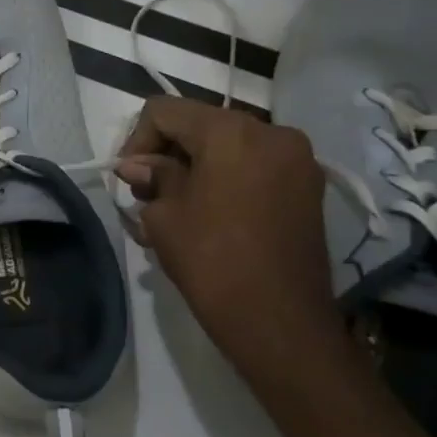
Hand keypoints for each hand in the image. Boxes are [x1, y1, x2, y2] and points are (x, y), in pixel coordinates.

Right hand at [116, 97, 347, 390]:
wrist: (280, 324)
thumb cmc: (213, 261)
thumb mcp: (164, 214)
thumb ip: (152, 177)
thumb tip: (137, 167)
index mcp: (231, 131)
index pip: (165, 111)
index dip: (137, 140)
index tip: (129, 179)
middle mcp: (271, 133)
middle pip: (200, 125)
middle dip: (167, 154)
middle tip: (147, 195)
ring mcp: (297, 161)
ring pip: (227, 147)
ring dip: (195, 168)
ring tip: (174, 209)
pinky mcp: (307, 189)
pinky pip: (253, 168)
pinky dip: (225, 180)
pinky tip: (206, 215)